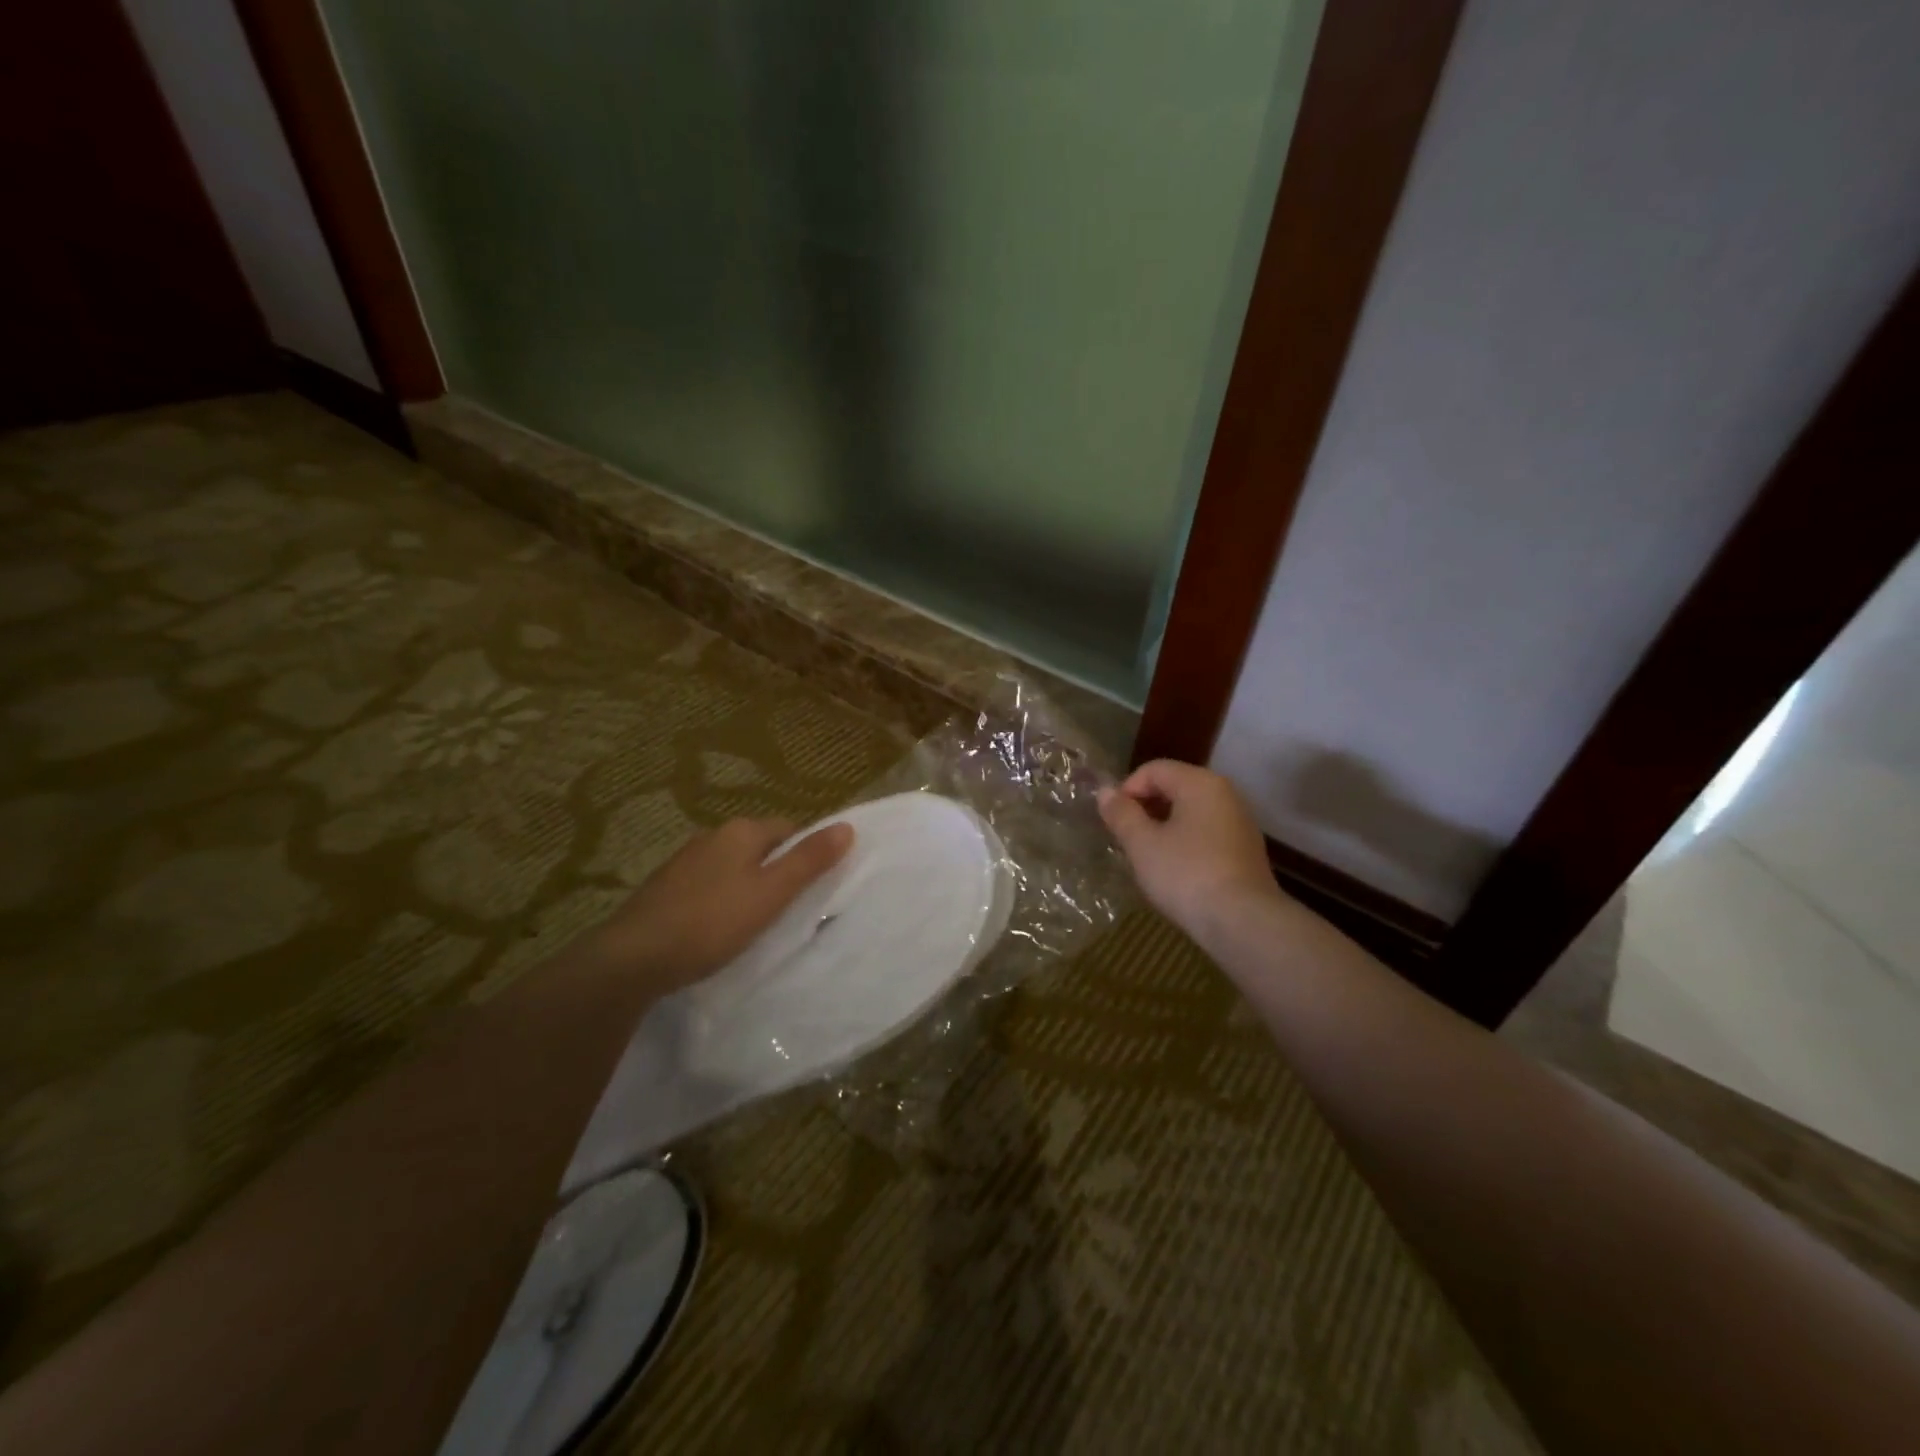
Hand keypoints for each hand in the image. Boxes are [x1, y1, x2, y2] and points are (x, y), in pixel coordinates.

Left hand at [579, 817, 853, 992]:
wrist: (633, 957)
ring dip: (748, 886)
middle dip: (777, 870)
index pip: (789, 829)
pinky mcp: (665, 888)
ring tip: (757, 922)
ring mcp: (684, 861)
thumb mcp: (771, 893)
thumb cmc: (711, 922)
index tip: (815, 887)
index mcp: (741, 830)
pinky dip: (721, 900)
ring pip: (733, 866)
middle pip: (760, 846)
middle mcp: (712, 835)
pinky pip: (709, 885)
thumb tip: (847, 826)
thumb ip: (809, 860)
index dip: (807, 853)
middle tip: (790, 908)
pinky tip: (719, 928)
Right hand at [1099, 760, 1278, 931]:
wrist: (1243, 922)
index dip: (1126, 790)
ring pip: (1191, 811)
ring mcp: (1240, 822)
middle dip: (1145, 808)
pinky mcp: (1246, 849)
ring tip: (1146, 855)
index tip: (1113, 821)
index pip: (1153, 769)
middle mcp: (1225, 793)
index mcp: (1200, 783)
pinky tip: (1175, 869)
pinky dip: (1185, 841)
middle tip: (1125, 838)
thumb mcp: (1142, 844)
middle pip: (1174, 786)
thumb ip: (1121, 813)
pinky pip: (1206, 832)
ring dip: (1164, 826)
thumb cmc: (1186, 874)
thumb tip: (1105, 792)